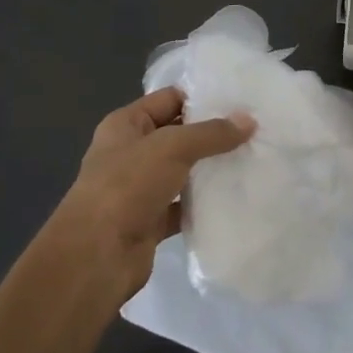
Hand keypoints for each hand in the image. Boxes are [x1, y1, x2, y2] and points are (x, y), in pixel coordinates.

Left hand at [52, 87, 254, 295]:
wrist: (96, 255)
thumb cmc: (127, 186)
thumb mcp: (171, 148)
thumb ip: (211, 134)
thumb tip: (249, 120)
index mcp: (126, 124)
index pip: (169, 99)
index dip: (202, 97)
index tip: (242, 101)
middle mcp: (131, 152)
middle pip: (179, 135)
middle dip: (213, 134)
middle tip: (256, 131)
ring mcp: (140, 188)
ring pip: (183, 171)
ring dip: (211, 169)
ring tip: (253, 160)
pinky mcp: (151, 220)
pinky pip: (184, 205)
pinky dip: (205, 203)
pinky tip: (235, 198)